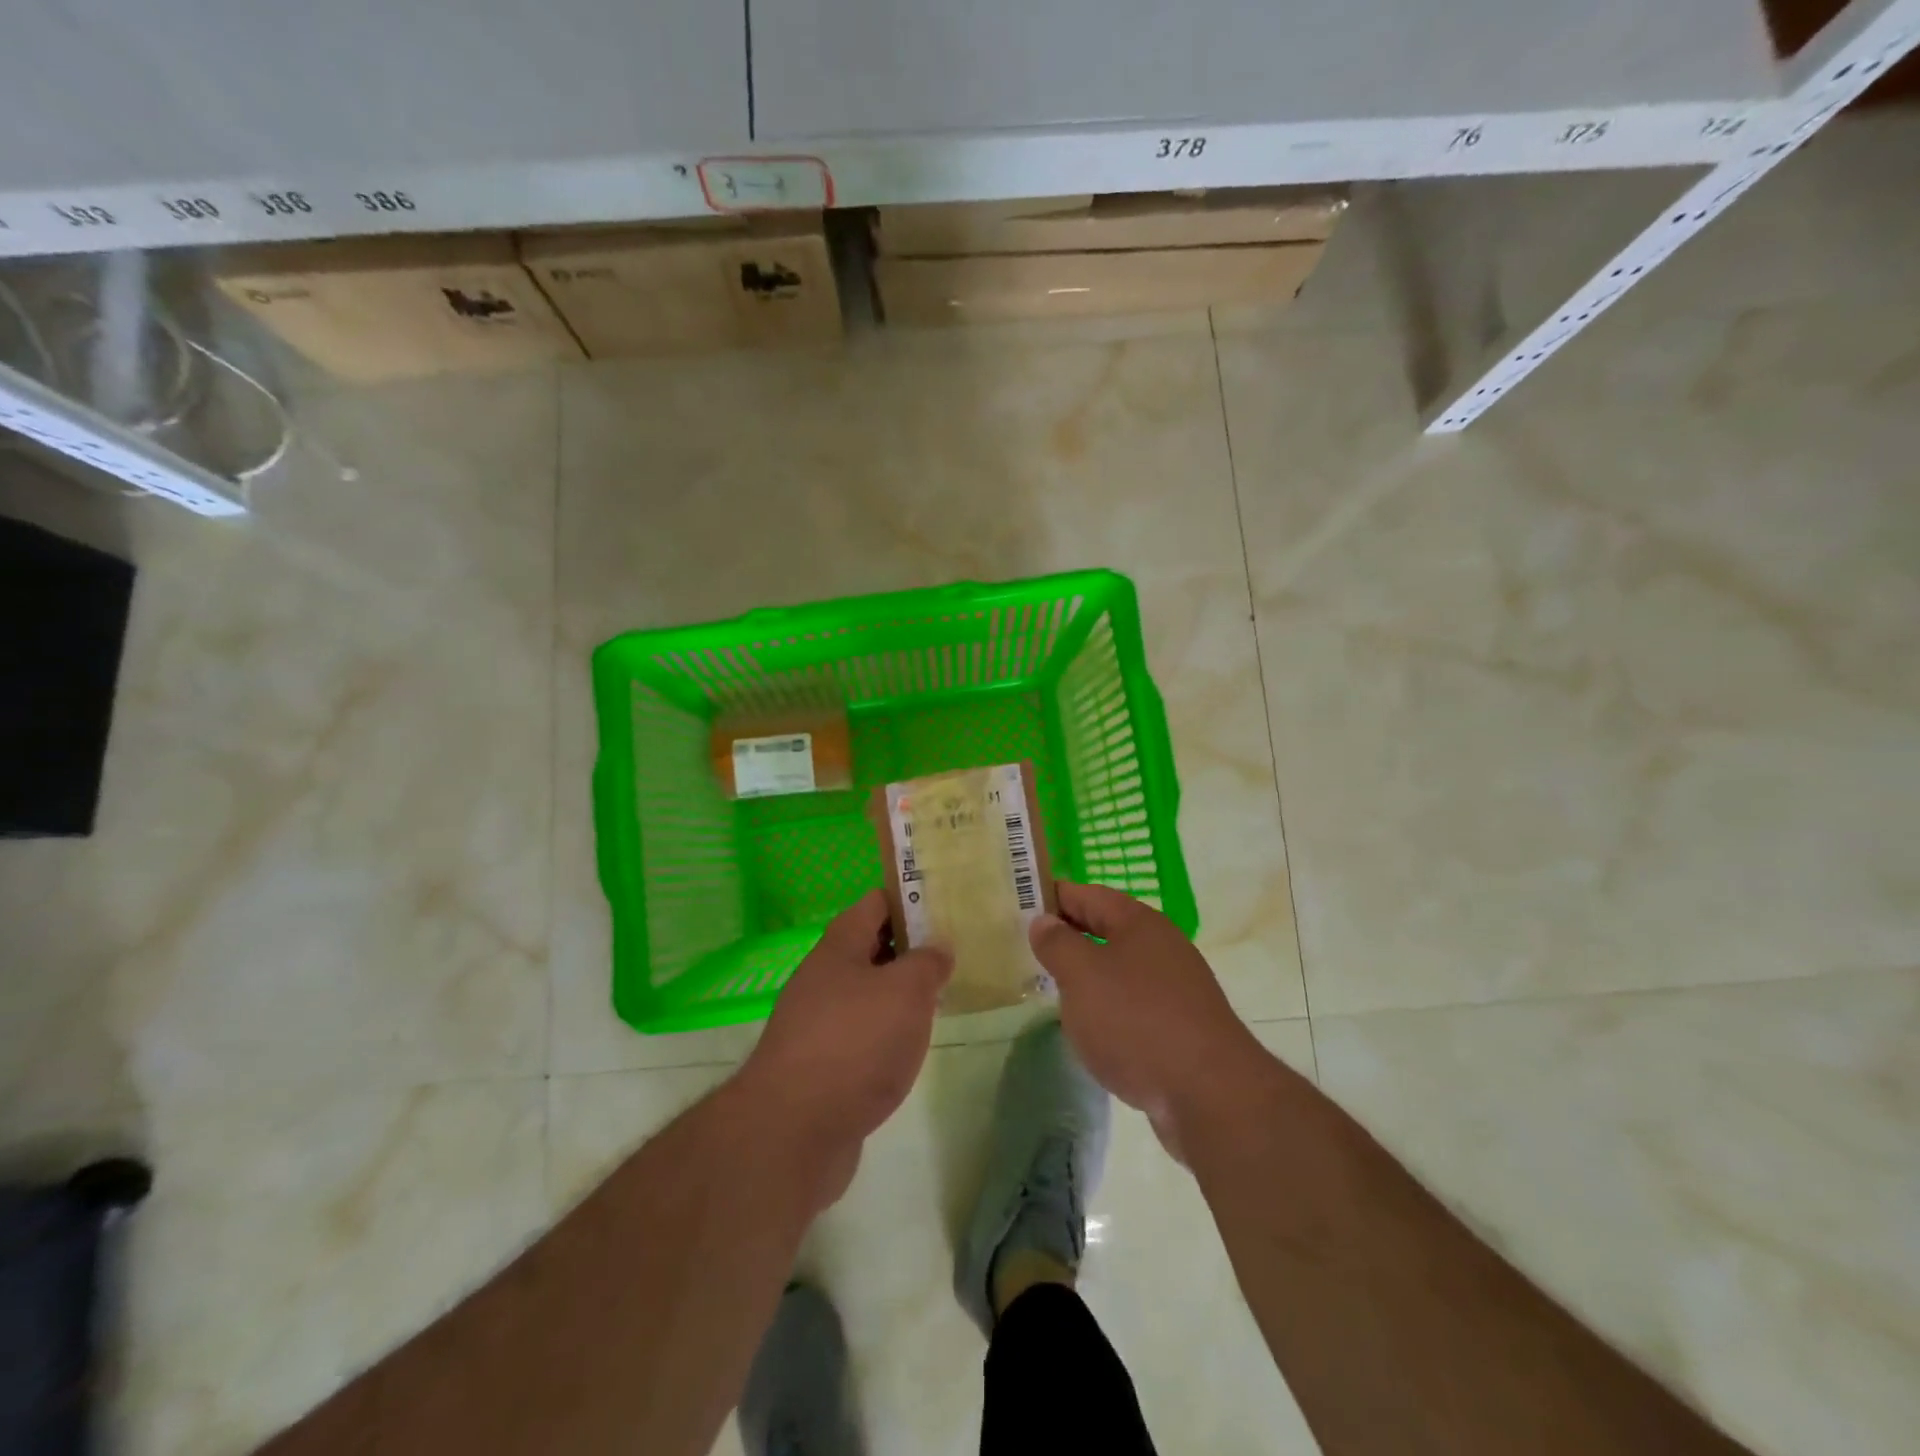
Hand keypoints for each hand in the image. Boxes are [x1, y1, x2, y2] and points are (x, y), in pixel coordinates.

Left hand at [733, 891, 951, 1203]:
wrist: (793, 1132)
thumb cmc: (855, 1043)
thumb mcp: (906, 991)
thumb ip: (927, 963)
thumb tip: (937, 948)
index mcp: (839, 947)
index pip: (875, 903)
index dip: (909, 899)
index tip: (946, 906)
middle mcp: (823, 978)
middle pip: (870, 947)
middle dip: (910, 948)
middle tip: (954, 953)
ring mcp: (818, 1023)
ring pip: (867, 993)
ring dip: (900, 993)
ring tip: (941, 997)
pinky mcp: (821, 1066)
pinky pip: (862, 1033)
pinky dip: (887, 1033)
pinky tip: (910, 1047)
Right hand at [1029, 881, 1273, 1160]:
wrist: (1210, 1096)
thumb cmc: (1136, 1021)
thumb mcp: (1082, 975)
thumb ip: (1058, 944)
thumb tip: (1044, 921)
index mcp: (1139, 923)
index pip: (1087, 894)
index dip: (1054, 897)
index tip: (1020, 906)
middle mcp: (1162, 946)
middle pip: (1107, 929)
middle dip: (1070, 936)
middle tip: (1030, 950)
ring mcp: (1176, 988)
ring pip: (1121, 969)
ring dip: (1089, 975)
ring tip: (1055, 991)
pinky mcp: (1182, 1027)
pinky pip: (1135, 1004)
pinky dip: (1110, 1009)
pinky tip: (1094, 1031)